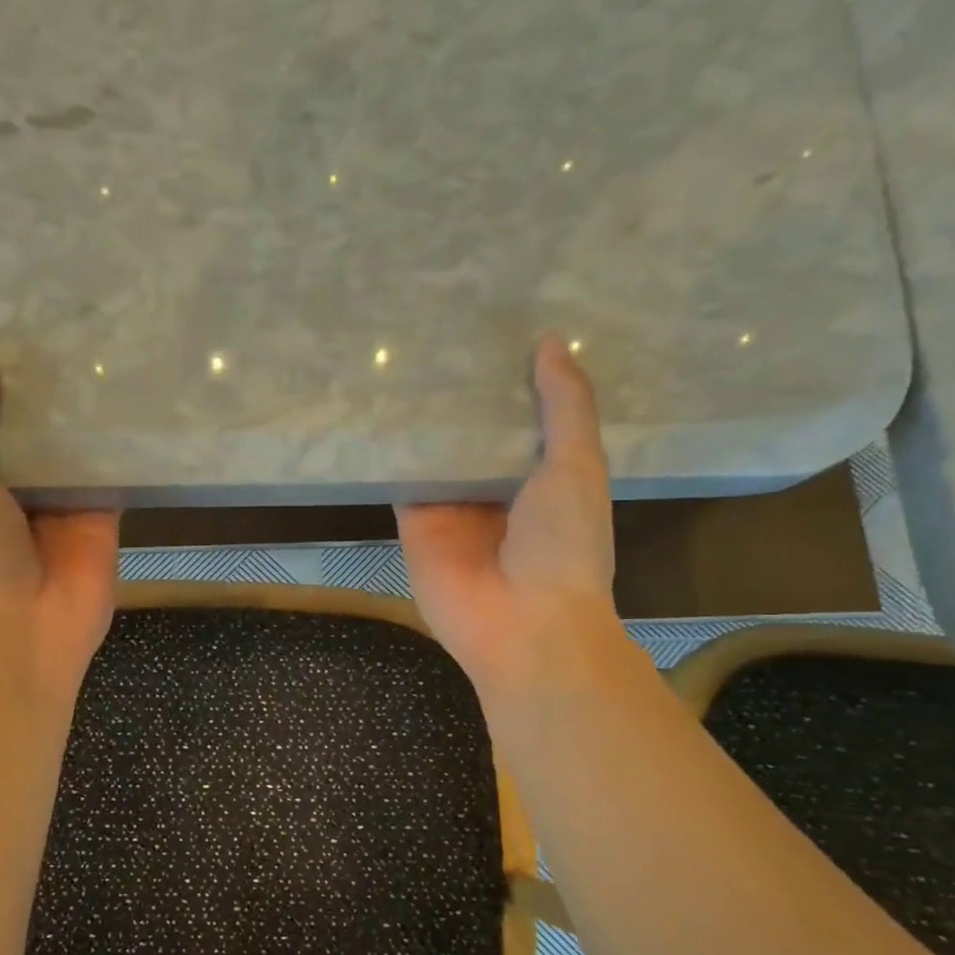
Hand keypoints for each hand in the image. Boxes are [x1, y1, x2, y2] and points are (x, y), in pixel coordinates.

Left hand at [0, 353, 120, 699]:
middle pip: (38, 439)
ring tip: (102, 355)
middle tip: (67, 334)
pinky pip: (113, 478)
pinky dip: (121, 449)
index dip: (0, 392)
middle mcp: (21, 495)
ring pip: (77, 454)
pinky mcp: (105, 521)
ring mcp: (65, 509)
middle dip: (48, 400)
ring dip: (86, 419)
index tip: (14, 341)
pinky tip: (133, 404)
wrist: (25, 629)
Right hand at [397, 334, 629, 701]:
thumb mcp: (577, 465)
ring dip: (423, 416)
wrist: (523, 624)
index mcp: (541, 477)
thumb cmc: (563, 544)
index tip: (492, 330)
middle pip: (472, 434)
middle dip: (461, 394)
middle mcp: (494, 489)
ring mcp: (451, 507)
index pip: (520, 419)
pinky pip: (401, 480)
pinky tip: (377, 406)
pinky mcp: (414, 523)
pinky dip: (392, 450)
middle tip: (439, 330)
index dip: (509, 380)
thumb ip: (565, 406)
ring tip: (403, 356)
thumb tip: (551, 342)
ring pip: (434, 452)